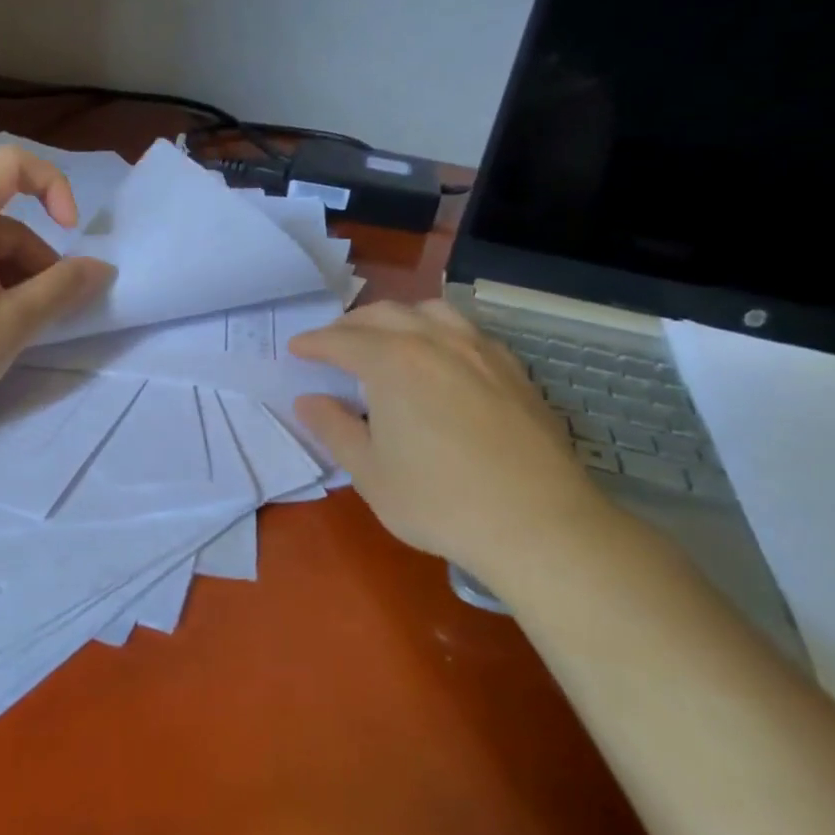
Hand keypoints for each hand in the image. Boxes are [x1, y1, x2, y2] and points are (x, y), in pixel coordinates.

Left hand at [0, 146, 114, 430]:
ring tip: (14, 327)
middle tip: (46, 311)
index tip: (70, 234)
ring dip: (12, 274)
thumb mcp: (11, 325)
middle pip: (1, 215)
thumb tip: (101, 267)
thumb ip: (62, 290)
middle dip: (35, 256)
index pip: (12, 163)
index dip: (53, 186)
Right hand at [288, 299, 626, 591]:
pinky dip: (438, 330)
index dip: (315, 343)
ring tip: (385, 337)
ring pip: (431, 311)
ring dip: (398, 317)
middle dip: (351, 324)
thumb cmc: (438, 501)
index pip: (342, 340)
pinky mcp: (513, 370)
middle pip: (385, 315)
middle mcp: (436, 342)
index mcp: (393, 362)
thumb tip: (309, 401)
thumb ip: (334, 429)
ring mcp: (481, 351)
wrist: (537, 522)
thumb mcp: (369, 472)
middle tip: (333, 343)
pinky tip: (441, 357)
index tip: (297, 348)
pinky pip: (467, 330)